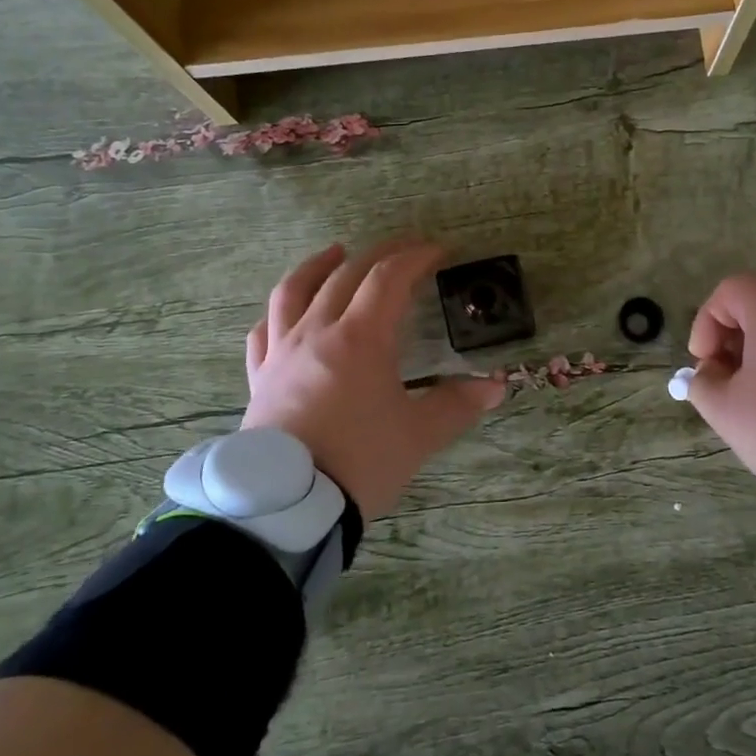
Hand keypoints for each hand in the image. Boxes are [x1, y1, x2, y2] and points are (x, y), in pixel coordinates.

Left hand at [243, 241, 504, 519]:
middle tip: (405, 248)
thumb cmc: (361, 462)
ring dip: (318, 265)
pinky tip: (286, 312)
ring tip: (335, 252)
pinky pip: (263, 331)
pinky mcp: (260, 377)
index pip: (389, 279)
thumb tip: (495, 387)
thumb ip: (458, 405)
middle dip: (380, 254)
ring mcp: (281, 353)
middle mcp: (316, 332)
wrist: (289, 507)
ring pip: (293, 292)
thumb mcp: (419, 435)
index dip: (416, 257)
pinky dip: (277, 312)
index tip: (440, 251)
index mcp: (360, 338)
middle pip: (346, 275)